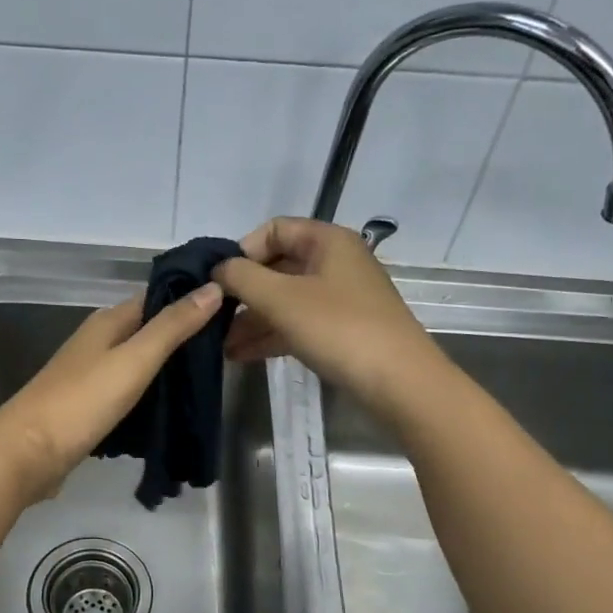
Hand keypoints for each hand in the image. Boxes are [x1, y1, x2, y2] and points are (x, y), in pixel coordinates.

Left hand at [0, 286, 223, 504]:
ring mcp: (92, 376)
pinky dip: (152, 395)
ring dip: (170, 368)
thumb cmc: (82, 401)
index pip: (157, 298)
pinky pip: (130, 392)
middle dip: (186, 337)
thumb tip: (213, 287)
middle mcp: (99, 342)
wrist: (27, 454)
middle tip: (232, 346)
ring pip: (140, 363)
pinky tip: (175, 408)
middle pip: (150, 331)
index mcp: (108, 322)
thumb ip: (172, 327)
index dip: (192, 298)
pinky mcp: (90, 407)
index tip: (234, 304)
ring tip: (213, 377)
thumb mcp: (134, 359)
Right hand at [216, 218, 439, 412]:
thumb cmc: (339, 328)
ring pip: (285, 300)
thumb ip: (242, 278)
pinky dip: (270, 335)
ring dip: (252, 319)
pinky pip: (297, 324)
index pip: (273, 230)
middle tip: (213, 317)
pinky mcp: (341, 330)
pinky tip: (241, 355)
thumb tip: (219, 269)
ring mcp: (340, 298)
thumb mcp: (282, 299)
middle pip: (277, 267)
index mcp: (327, 241)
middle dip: (243, 293)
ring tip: (220, 345)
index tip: (220, 282)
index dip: (243, 252)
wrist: (398, 382)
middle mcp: (335, 263)